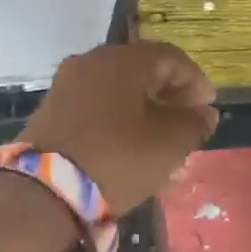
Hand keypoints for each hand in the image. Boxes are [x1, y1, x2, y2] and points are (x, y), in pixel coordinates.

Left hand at [19, 42, 219, 214]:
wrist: (42, 193)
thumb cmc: (116, 159)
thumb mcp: (169, 144)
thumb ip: (194, 123)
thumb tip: (203, 113)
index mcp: (123, 60)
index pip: (171, 57)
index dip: (196, 81)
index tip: (208, 108)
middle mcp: (92, 62)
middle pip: (143, 72)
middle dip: (170, 99)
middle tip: (187, 127)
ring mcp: (67, 85)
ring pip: (119, 93)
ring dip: (146, 115)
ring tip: (163, 149)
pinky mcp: (51, 111)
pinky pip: (97, 108)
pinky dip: (119, 123)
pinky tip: (131, 153)